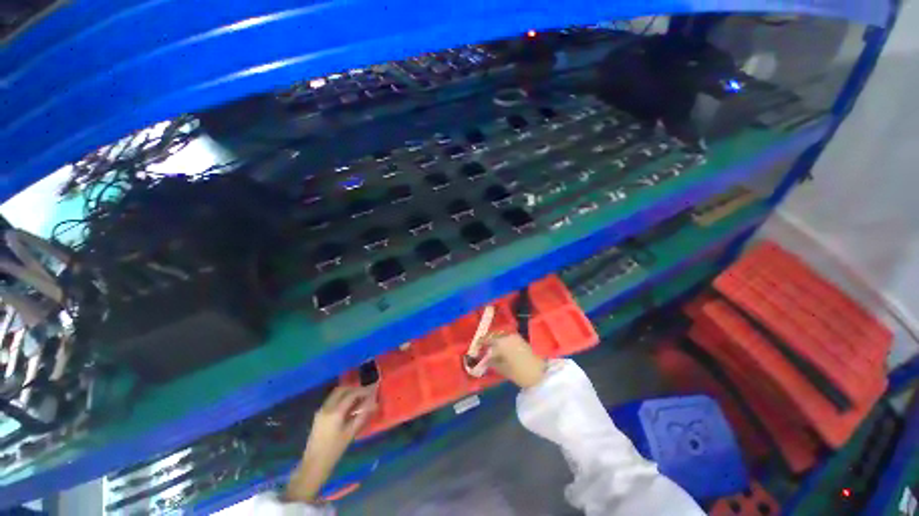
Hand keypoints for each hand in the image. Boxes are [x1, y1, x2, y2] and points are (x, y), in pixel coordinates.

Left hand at [284, 386, 376, 502]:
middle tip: (365, 393)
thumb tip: (373, 403)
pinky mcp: (319, 415)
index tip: (373, 391)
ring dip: (347, 393)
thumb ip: (362, 416)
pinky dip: (341, 398)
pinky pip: (332, 400)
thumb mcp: (350, 433)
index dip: (363, 391)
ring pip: (336, 394)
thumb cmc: (334, 451)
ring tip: (358, 399)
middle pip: (341, 390)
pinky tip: (348, 407)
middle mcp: (327, 407)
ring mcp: (321, 410)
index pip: (351, 394)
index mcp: (335, 412)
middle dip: (354, 389)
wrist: (313, 465)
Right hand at [485, 333, 546, 388]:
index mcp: (501, 342)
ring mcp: (515, 336)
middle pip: (493, 335)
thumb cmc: (520, 373)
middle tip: (482, 347)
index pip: (486, 339)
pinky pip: (507, 337)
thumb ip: (492, 362)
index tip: (475, 346)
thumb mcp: (503, 369)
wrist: (541, 373)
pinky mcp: (520, 339)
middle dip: (487, 340)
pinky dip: (502, 341)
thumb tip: (485, 359)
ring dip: (495, 340)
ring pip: (500, 335)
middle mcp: (507, 336)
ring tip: (491, 348)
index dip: (480, 342)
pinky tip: (500, 348)